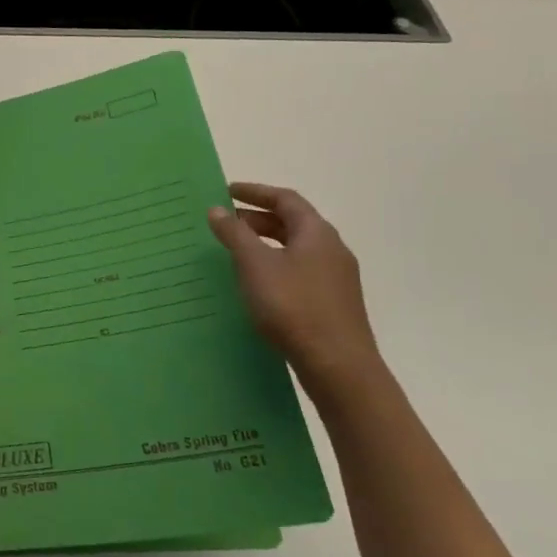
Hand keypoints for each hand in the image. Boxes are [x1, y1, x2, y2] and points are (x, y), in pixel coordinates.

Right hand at [207, 182, 385, 400]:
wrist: (338, 366)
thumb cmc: (294, 306)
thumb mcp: (255, 265)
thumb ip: (235, 234)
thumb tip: (217, 209)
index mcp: (317, 233)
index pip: (286, 199)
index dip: (255, 192)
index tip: (226, 190)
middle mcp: (332, 249)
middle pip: (293, 223)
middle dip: (257, 219)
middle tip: (225, 222)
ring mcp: (336, 278)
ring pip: (296, 249)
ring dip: (266, 243)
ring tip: (236, 251)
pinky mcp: (333, 303)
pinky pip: (300, 271)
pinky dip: (275, 265)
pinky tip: (257, 283)